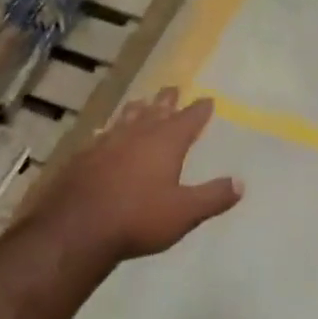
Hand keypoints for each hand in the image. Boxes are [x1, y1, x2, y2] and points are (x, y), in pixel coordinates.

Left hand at [33, 88, 243, 261]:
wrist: (77, 229)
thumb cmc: (138, 218)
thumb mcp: (185, 212)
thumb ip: (213, 196)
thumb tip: (240, 182)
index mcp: (165, 143)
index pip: (188, 120)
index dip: (199, 110)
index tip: (207, 99)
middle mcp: (136, 136)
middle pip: (155, 111)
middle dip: (166, 101)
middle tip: (172, 89)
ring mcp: (106, 144)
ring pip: (125, 119)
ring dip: (136, 110)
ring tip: (141, 102)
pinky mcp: (82, 158)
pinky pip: (101, 136)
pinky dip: (109, 131)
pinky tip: (103, 134)